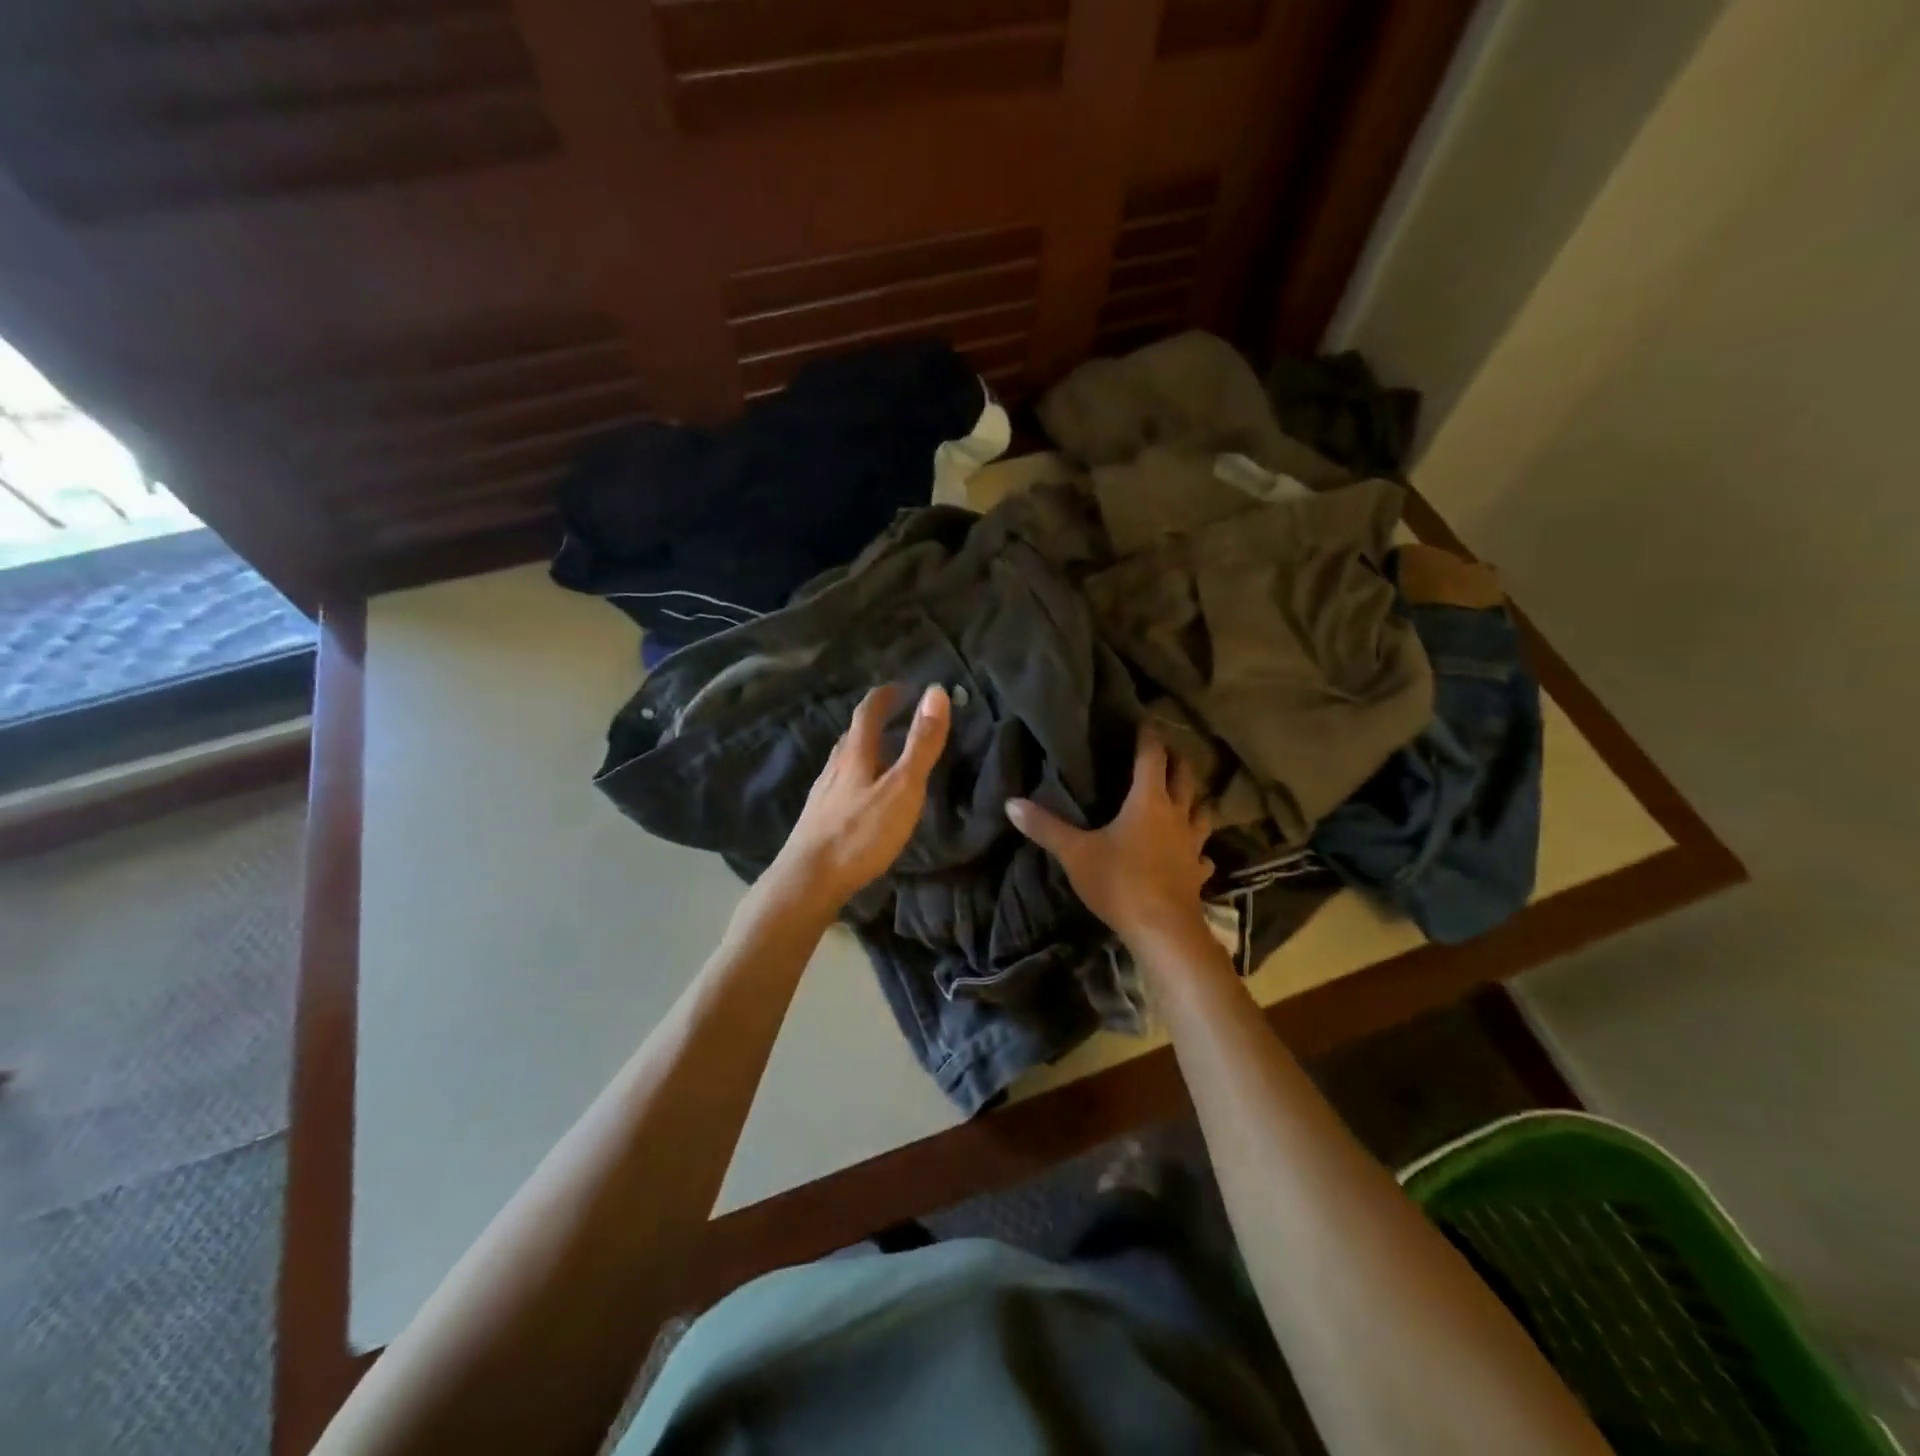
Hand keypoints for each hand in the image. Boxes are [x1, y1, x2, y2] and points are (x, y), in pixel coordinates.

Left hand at [765, 683, 951, 914]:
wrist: (808, 880)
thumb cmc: (860, 833)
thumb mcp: (902, 787)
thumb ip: (921, 744)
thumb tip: (936, 691)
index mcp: (856, 754)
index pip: (868, 711)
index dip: (887, 695)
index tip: (905, 688)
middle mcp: (834, 767)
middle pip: (853, 735)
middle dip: (876, 723)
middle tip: (899, 722)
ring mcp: (822, 794)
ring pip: (845, 762)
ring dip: (866, 752)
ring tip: (886, 759)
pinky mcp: (817, 819)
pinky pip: (840, 786)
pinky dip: (857, 779)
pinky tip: (864, 799)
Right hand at [1006, 730, 1212, 949]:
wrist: (1162, 930)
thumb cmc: (1118, 882)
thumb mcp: (1074, 853)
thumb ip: (1045, 826)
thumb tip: (1010, 803)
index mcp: (1148, 801)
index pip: (1152, 757)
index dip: (1148, 737)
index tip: (1145, 721)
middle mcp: (1176, 815)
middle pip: (1185, 777)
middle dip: (1177, 760)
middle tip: (1167, 751)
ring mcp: (1192, 845)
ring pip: (1203, 812)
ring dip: (1196, 799)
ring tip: (1187, 796)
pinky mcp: (1198, 873)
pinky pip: (1203, 854)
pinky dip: (1199, 849)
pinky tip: (1195, 854)